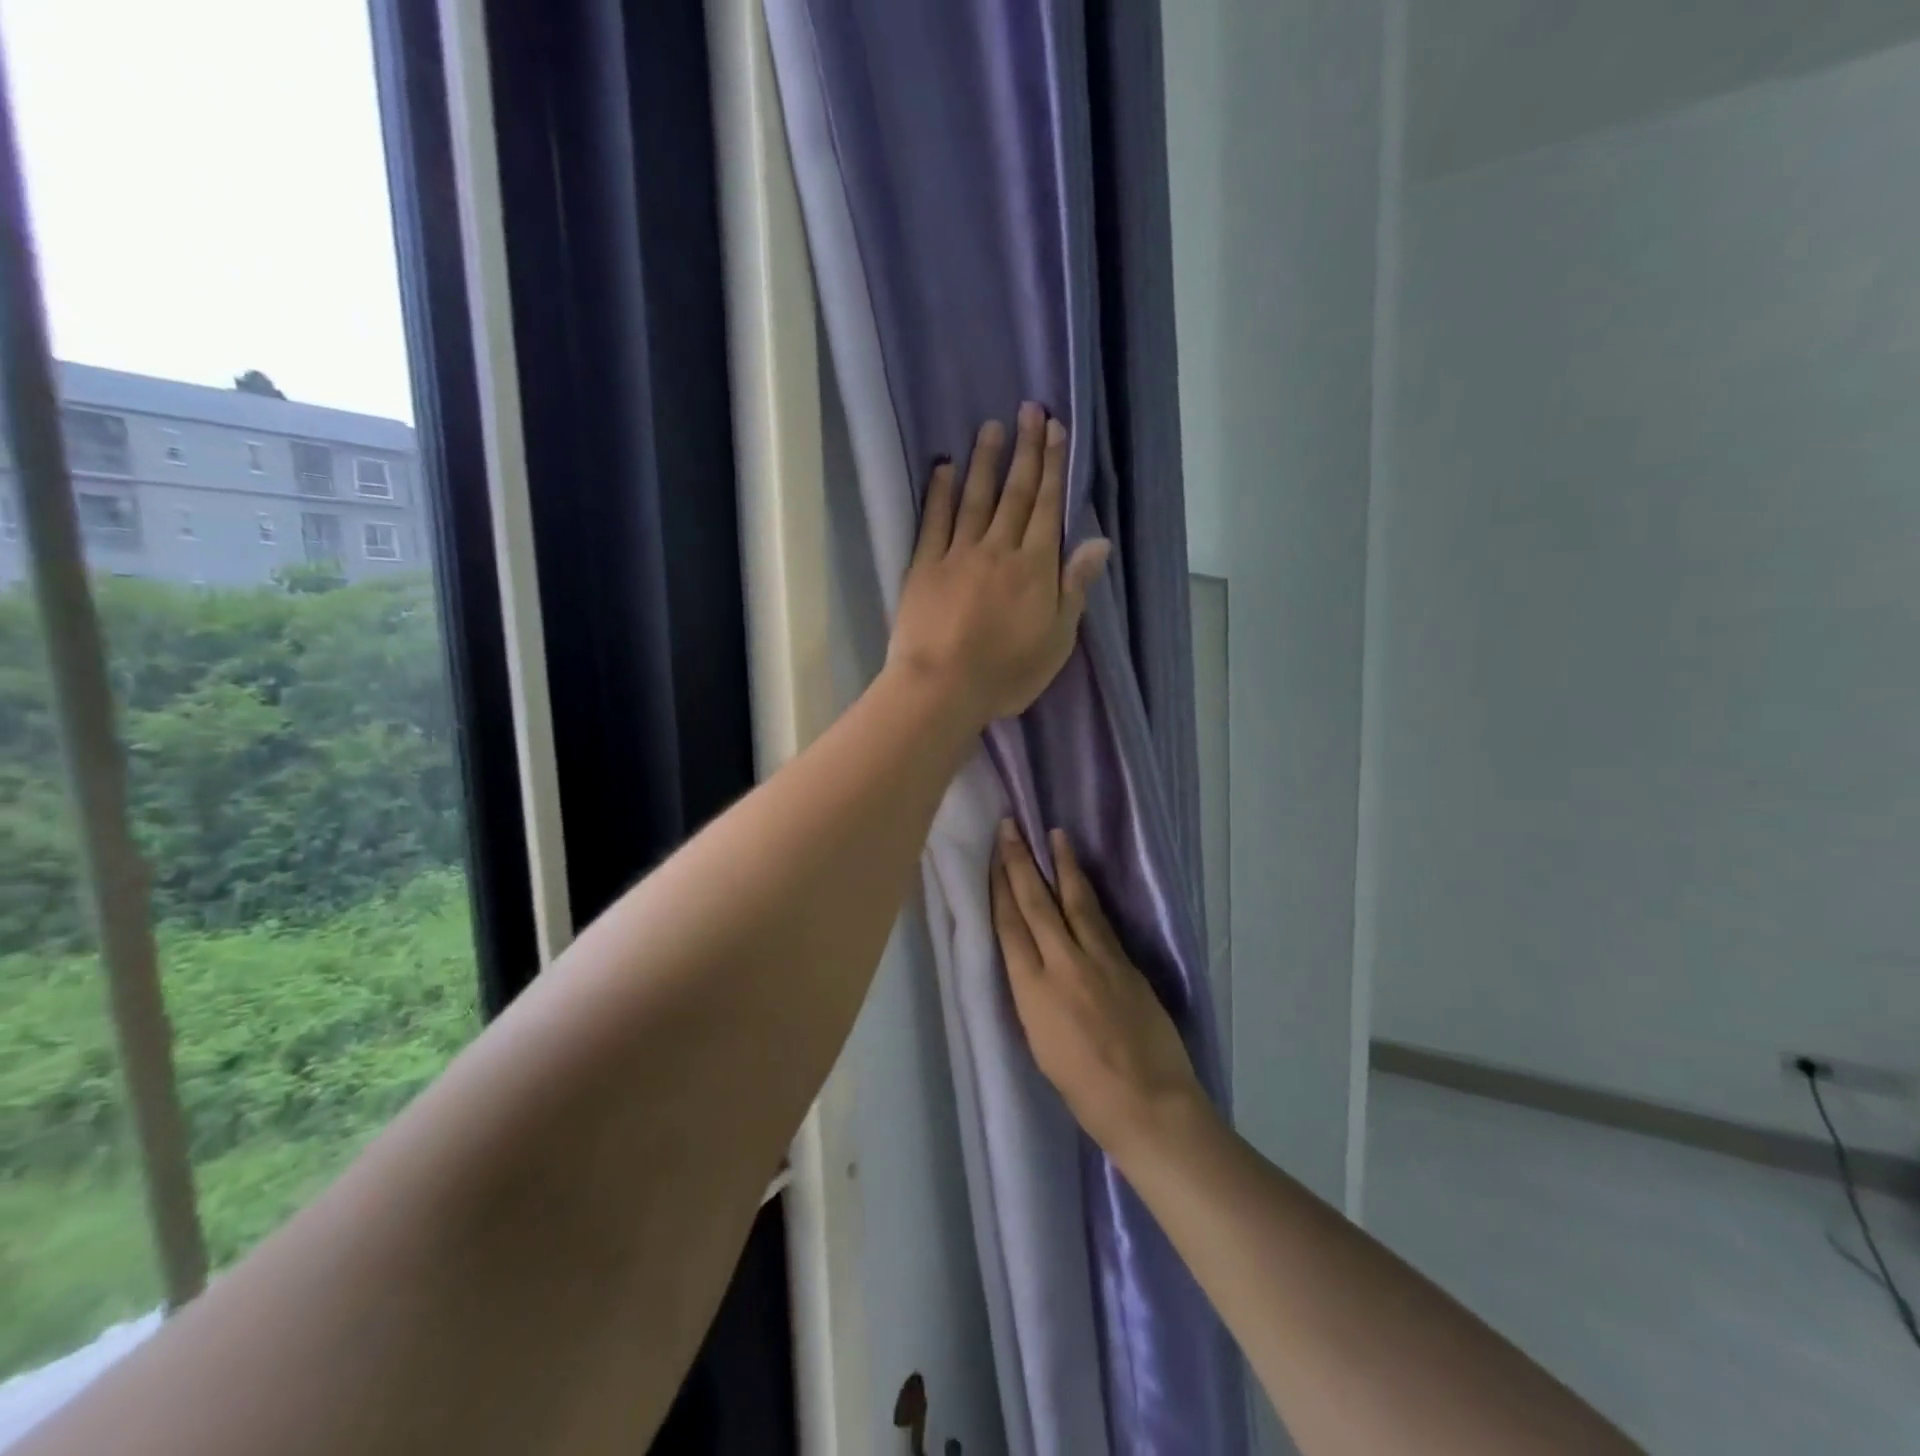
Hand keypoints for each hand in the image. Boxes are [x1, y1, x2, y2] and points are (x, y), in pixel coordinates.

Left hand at [888, 403, 1110, 725]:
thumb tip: (1099, 542)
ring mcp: (958, 554)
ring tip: (991, 427)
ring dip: (985, 461)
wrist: (942, 687)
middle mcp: (999, 549)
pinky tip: (943, 467)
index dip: (1054, 466)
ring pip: (975, 498)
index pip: (1048, 507)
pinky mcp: (924, 566)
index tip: (1056, 429)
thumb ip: (1075, 587)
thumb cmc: (1006, 672)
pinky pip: (934, 520)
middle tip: (1028, 410)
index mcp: (1035, 567)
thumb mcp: (1057, 639)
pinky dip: (939, 492)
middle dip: (1025, 450)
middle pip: (1015, 493)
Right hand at [990, 820, 1211, 1157]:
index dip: (999, 887)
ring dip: (1062, 865)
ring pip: (1075, 900)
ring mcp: (1099, 959)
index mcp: (1032, 991)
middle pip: (1037, 902)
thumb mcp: (1039, 1043)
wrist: (1148, 1103)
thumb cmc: (1083, 1090)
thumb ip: (1033, 995)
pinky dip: (1087, 895)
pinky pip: (1099, 920)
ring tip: (1055, 836)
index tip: (993, 856)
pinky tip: (1082, 881)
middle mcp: (1063, 964)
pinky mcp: (1127, 962)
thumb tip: (1033, 963)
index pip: (1010, 925)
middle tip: (1011, 827)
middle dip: (1020, 861)